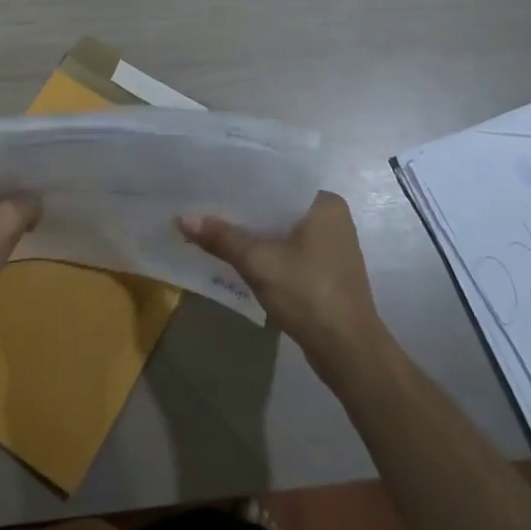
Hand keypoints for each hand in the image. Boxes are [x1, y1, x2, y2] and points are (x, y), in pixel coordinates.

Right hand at [179, 192, 386, 375]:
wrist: (347, 352)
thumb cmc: (309, 294)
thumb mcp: (259, 262)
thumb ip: (222, 238)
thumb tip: (182, 218)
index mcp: (325, 203)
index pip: (277, 179)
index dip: (243, 180)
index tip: (211, 177)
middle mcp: (331, 218)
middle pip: (277, 205)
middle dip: (243, 208)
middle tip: (204, 200)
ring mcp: (330, 247)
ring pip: (281, 229)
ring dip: (252, 231)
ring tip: (211, 223)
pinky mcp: (324, 271)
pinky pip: (287, 249)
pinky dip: (264, 250)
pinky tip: (235, 252)